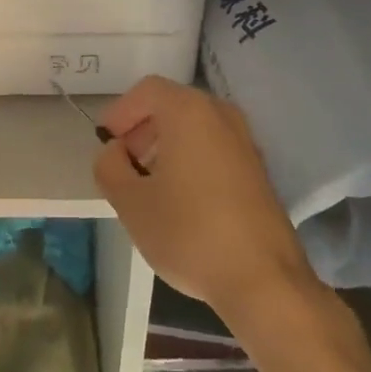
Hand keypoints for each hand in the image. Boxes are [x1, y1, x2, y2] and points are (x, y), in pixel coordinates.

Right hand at [94, 76, 315, 322]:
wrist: (264, 281)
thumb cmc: (190, 233)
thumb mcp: (131, 203)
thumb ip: (110, 167)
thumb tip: (115, 152)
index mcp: (189, 111)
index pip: (146, 90)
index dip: (120, 112)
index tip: (106, 144)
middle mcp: (220, 114)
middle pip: (172, 105)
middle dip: (142, 129)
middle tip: (123, 164)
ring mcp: (244, 140)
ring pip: (194, 127)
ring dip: (166, 145)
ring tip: (148, 184)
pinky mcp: (257, 169)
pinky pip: (214, 147)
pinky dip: (191, 159)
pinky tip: (181, 199)